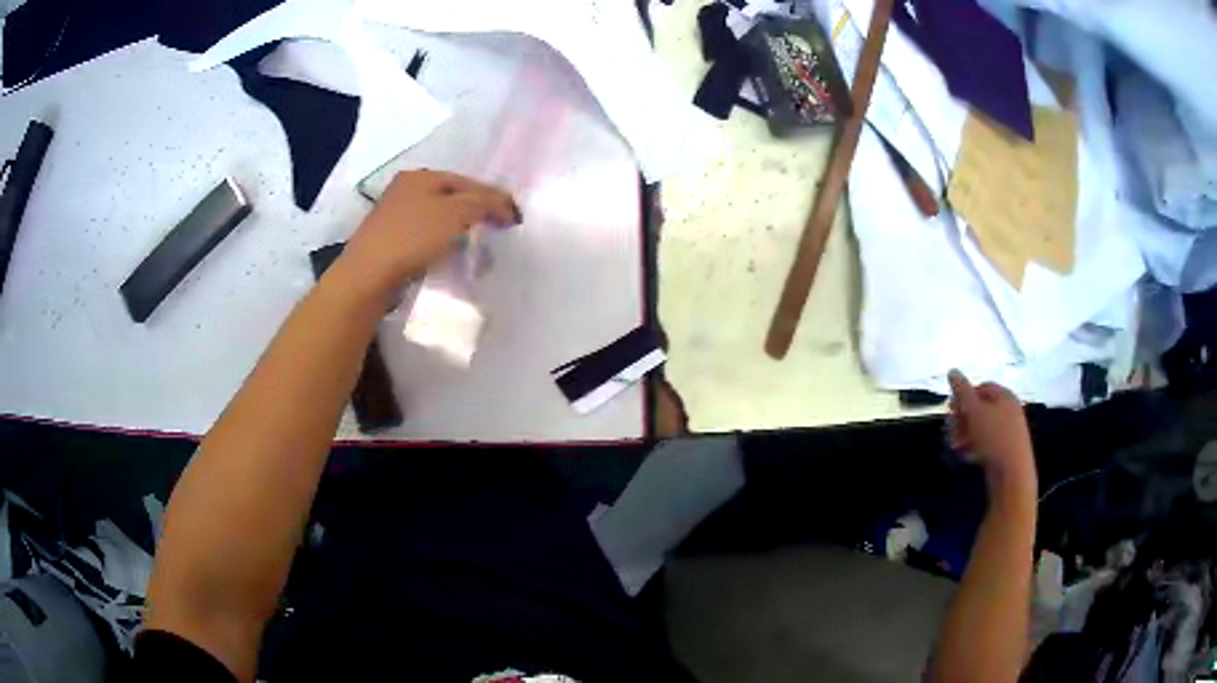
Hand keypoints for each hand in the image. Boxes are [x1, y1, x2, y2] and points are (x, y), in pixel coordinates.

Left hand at [336, 170, 519, 303]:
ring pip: (439, 218)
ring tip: (477, 246)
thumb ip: (485, 203)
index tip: (515, 218)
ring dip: (460, 230)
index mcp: (421, 176)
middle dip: (477, 213)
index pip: (468, 181)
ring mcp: (394, 216)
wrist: (368, 276)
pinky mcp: (389, 242)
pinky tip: (449, 256)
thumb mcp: (456, 213)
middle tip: (498, 231)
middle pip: (452, 198)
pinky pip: (425, 237)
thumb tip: (507, 207)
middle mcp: (405, 190)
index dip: (494, 197)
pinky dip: (442, 244)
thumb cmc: (412, 237)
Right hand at [947, 370, 1035, 495]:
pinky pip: (989, 442)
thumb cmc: (994, 438)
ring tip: (956, 447)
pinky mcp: (1008, 449)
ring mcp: (1010, 430)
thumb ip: (962, 391)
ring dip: (966, 434)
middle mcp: (1010, 409)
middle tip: (951, 431)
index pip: (981, 387)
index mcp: (1005, 395)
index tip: (951, 411)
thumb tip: (952, 370)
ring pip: (983, 426)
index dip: (964, 396)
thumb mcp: (974, 412)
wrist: (1013, 474)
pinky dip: (976, 446)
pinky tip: (968, 456)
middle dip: (963, 418)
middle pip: (981, 407)